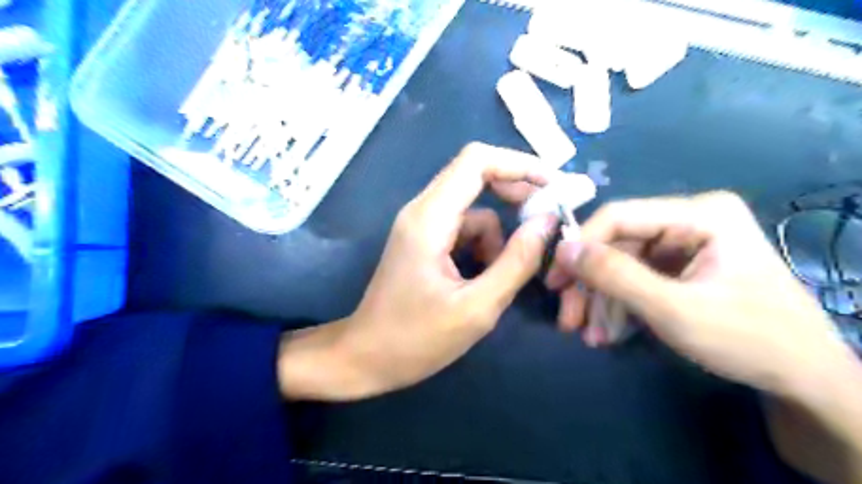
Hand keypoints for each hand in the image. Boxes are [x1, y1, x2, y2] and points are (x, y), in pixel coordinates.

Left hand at [279, 143, 556, 400]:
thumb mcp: (476, 308)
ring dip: (497, 235)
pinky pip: (463, 228)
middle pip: (475, 175)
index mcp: (430, 219)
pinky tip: (481, 279)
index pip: (476, 161)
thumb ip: (516, 262)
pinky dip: (482, 246)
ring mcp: (420, 225)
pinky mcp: (423, 241)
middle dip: (515, 193)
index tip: (553, 185)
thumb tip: (547, 221)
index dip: (519, 164)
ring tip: (500, 276)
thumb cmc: (415, 339)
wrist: (366, 357)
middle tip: (545, 223)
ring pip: (474, 208)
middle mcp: (422, 211)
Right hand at [544, 192, 854, 394]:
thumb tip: (562, 249)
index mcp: (699, 214)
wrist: (803, 380)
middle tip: (567, 319)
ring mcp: (685, 244)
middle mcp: (689, 220)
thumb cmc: (748, 340)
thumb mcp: (673, 309)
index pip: (619, 216)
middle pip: (618, 245)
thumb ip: (615, 275)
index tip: (555, 280)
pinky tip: (608, 333)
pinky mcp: (680, 267)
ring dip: (601, 302)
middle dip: (590, 285)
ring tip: (588, 336)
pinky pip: (636, 279)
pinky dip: (619, 306)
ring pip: (621, 265)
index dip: (580, 245)